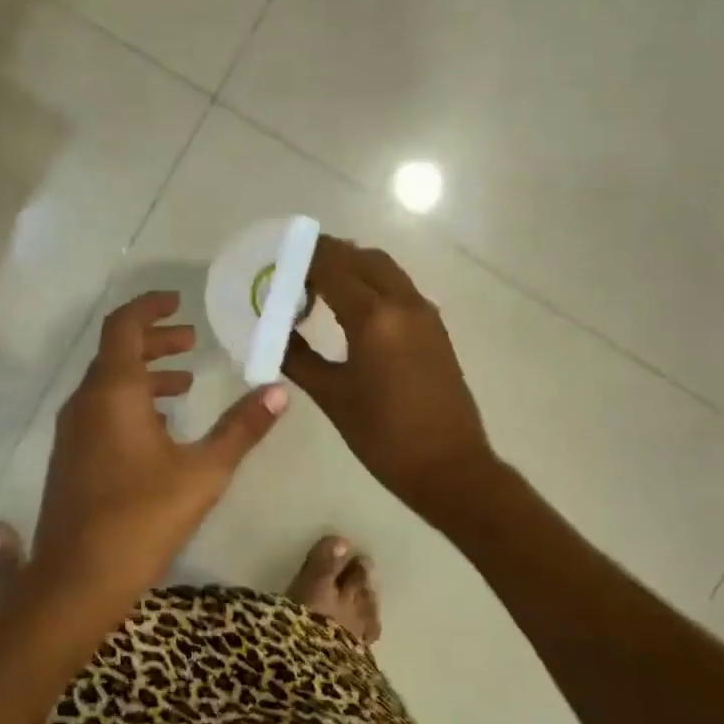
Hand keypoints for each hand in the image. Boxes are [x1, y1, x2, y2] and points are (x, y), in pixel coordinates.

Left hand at [32, 291, 288, 605]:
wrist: (76, 580)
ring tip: (184, 383)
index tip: (179, 302)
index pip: (124, 326)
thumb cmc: (143, 517)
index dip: (150, 308)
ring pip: (108, 385)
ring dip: (145, 375)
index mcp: (113, 391)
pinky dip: (131, 403)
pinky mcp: (71, 458)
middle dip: (155, 342)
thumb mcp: (204, 471)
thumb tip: (279, 390)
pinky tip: (160, 429)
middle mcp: (85, 402)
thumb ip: (241, 428)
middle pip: (117, 353)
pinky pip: (101, 412)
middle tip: (191, 340)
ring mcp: (72, 432)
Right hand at [283, 237, 496, 521]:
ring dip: (351, 267)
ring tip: (317, 288)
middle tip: (294, 272)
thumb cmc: (383, 436)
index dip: (303, 259)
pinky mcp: (435, 327)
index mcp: (374, 317)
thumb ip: (298, 357)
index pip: (333, 267)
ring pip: (384, 269)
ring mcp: (424, 313)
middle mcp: (403, 303)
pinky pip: (398, 288)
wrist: (449, 467)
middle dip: (327, 256)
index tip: (276, 264)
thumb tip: (275, 333)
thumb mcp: (332, 396)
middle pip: (362, 257)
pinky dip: (371, 283)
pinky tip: (349, 310)